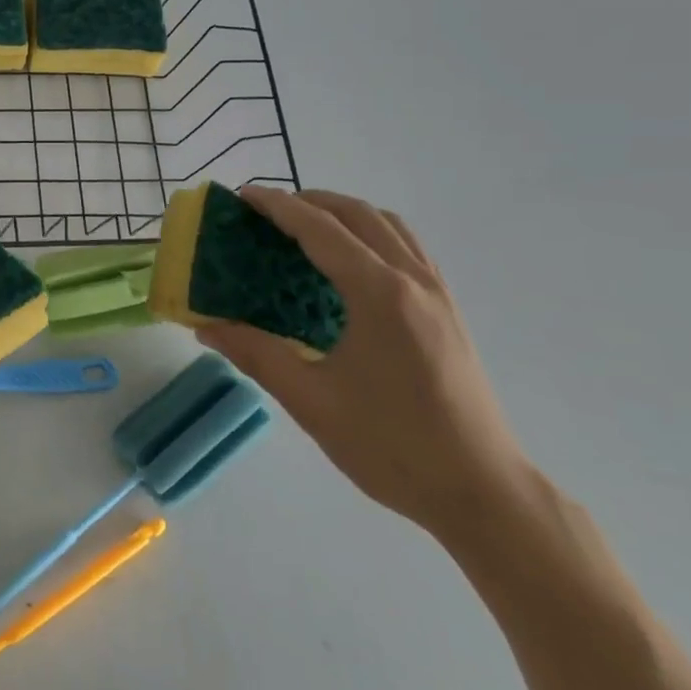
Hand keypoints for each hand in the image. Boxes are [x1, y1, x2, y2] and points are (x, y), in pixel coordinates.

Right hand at [200, 187, 530, 538]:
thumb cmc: (393, 446)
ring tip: (306, 228)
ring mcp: (438, 294)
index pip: (319, 229)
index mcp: (379, 294)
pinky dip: (372, 235)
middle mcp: (413, 280)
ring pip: (389, 226)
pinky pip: (408, 248)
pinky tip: (351, 265)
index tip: (242, 195)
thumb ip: (256, 354)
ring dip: (344, 214)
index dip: (277, 206)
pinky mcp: (449, 313)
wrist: (483, 493)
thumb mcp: (311, 402)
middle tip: (267, 213)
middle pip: (358, 215)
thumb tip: (206, 327)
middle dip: (309, 201)